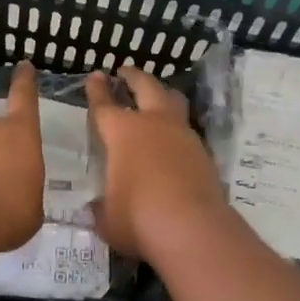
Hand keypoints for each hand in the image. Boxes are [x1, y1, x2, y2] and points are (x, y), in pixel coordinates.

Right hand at [85, 65, 228, 259]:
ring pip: (173, 102)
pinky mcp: (204, 153)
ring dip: (162, 95)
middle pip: (145, 86)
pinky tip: (173, 139)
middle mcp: (154, 124)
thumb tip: (97, 207)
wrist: (192, 230)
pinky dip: (177, 128)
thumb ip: (101, 208)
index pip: (104, 105)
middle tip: (126, 71)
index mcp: (122, 133)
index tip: (95, 75)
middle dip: (134, 76)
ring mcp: (183, 136)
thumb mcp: (107, 218)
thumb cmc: (138, 219)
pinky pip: (187, 130)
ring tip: (157, 95)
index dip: (97, 90)